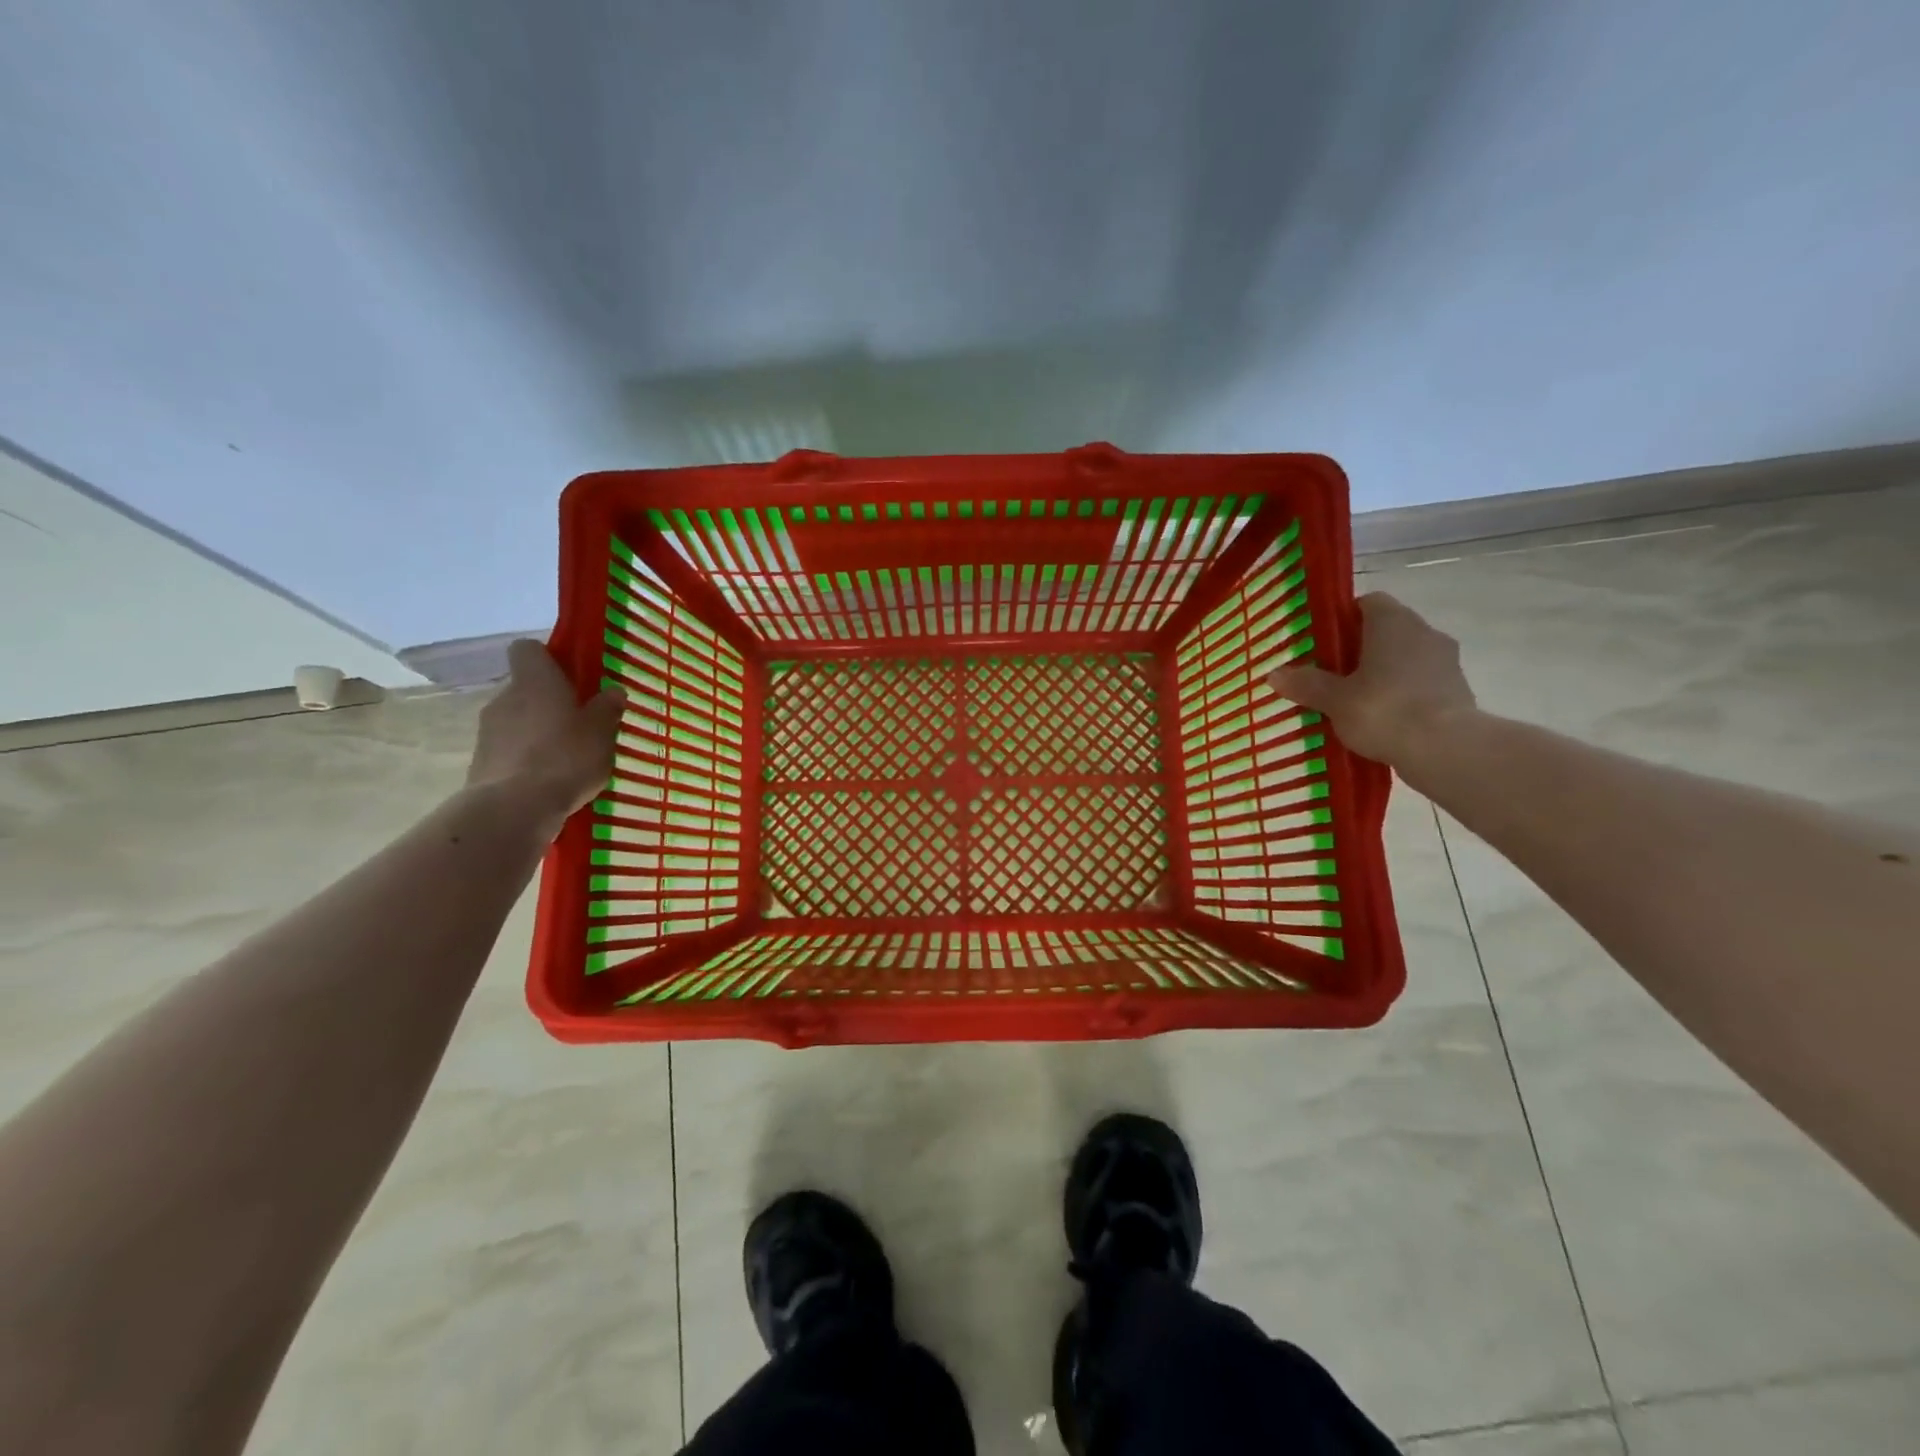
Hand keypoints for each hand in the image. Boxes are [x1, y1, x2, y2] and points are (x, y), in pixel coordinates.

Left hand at [466, 640, 623, 831]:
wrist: (513, 808)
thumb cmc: (565, 757)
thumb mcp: (601, 732)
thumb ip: (607, 709)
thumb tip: (612, 691)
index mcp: (534, 680)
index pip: (528, 649)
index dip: (549, 658)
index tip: (573, 677)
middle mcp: (505, 697)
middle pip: (526, 688)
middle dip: (551, 702)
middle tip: (582, 724)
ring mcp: (488, 731)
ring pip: (518, 720)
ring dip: (539, 732)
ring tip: (569, 758)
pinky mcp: (481, 762)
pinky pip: (510, 750)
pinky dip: (528, 758)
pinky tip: (551, 780)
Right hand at [1266, 593, 1475, 766]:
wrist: (1445, 749)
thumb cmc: (1383, 709)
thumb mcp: (1334, 699)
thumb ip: (1307, 684)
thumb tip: (1275, 674)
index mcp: (1393, 622)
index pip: (1368, 602)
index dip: (1344, 618)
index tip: (1323, 642)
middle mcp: (1424, 632)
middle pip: (1387, 631)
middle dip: (1361, 649)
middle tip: (1331, 674)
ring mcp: (1446, 662)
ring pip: (1405, 658)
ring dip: (1384, 673)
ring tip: (1353, 701)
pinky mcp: (1458, 692)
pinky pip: (1421, 685)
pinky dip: (1402, 695)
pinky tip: (1381, 720)